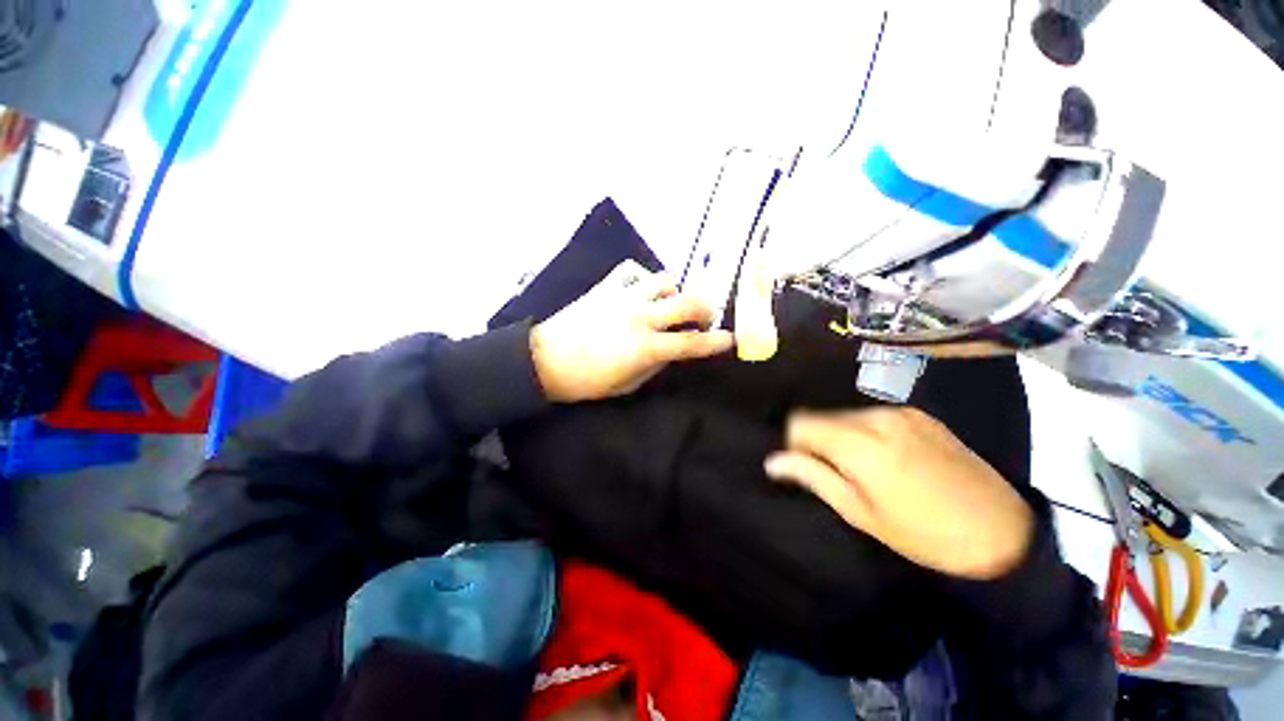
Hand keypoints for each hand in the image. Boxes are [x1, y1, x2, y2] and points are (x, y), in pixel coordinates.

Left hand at [530, 261, 734, 402]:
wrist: (545, 360)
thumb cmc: (587, 381)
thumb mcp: (628, 385)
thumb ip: (655, 365)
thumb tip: (672, 350)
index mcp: (646, 347)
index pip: (692, 343)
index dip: (715, 342)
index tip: (730, 340)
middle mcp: (641, 317)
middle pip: (687, 302)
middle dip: (705, 309)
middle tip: (703, 318)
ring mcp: (623, 297)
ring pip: (665, 280)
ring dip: (675, 292)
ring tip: (669, 304)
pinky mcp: (606, 287)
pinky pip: (633, 270)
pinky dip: (644, 278)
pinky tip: (642, 289)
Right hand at [765, 407, 1033, 579]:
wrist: (1002, 533)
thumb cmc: (923, 534)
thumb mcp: (860, 513)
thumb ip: (813, 477)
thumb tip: (772, 461)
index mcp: (859, 443)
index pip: (800, 422)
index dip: (794, 443)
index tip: (806, 467)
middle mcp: (876, 416)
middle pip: (822, 416)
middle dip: (818, 440)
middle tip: (837, 474)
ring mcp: (901, 412)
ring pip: (846, 415)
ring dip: (842, 436)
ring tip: (865, 469)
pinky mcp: (919, 414)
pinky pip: (872, 416)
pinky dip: (865, 432)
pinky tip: (888, 458)